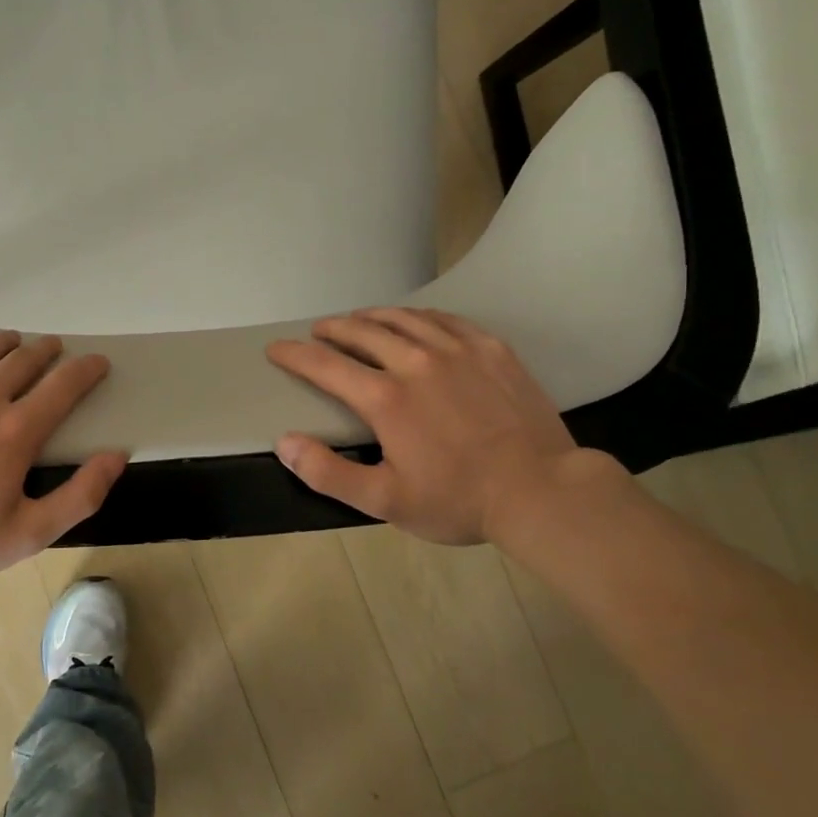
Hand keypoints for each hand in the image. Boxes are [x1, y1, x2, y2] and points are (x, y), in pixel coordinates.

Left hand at [0, 333, 127, 587]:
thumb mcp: (28, 534)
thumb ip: (80, 495)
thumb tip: (115, 456)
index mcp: (15, 431)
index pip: (64, 385)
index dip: (86, 369)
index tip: (96, 361)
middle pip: (23, 359)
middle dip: (46, 351)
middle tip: (53, 349)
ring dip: (5, 345)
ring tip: (13, 344)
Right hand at [266, 308, 620, 545]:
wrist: (541, 491)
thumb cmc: (458, 500)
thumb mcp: (385, 501)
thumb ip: (328, 472)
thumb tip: (284, 442)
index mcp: (384, 398)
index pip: (325, 364)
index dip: (294, 354)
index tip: (276, 348)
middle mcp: (415, 361)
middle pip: (362, 331)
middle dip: (332, 329)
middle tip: (318, 331)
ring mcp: (457, 350)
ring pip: (402, 318)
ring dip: (371, 316)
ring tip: (357, 320)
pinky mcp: (490, 349)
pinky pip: (444, 319)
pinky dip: (418, 316)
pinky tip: (415, 321)